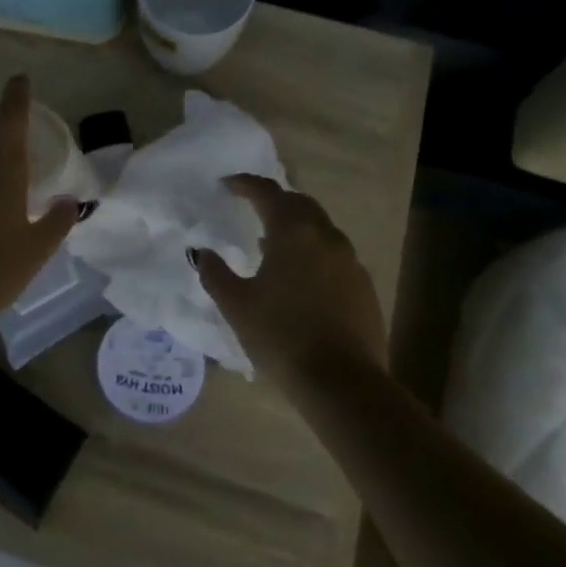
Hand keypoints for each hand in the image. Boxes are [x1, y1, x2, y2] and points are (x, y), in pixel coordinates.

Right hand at [193, 175, 385, 391]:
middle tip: (252, 208)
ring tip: (272, 244)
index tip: (227, 185)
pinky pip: (333, 254)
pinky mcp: (363, 285)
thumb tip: (202, 252)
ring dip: (296, 227)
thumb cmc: (281, 336)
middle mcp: (325, 236)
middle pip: (299, 203)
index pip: (267, 192)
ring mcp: (350, 260)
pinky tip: (300, 277)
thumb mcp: (236, 305)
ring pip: (320, 228)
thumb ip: (215, 273)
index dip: (244, 184)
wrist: (342, 382)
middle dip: (275, 200)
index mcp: (293, 232)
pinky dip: (313, 252)